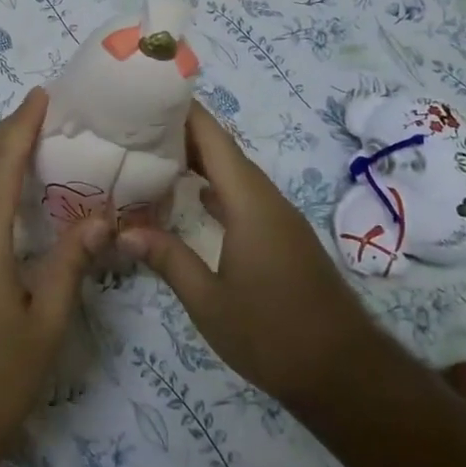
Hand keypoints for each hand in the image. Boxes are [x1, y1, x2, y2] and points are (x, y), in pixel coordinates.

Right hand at [121, 103, 375, 411]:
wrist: (344, 373)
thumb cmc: (272, 334)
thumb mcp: (209, 302)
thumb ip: (167, 259)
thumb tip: (121, 232)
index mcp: (250, 203)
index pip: (214, 139)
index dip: (184, 111)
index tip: (148, 93)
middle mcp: (267, 200)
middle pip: (224, 151)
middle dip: (182, 132)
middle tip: (135, 125)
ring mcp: (278, 218)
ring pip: (235, 173)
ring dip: (199, 160)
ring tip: (153, 154)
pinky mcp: (282, 237)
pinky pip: (244, 196)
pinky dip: (215, 187)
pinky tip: (192, 196)